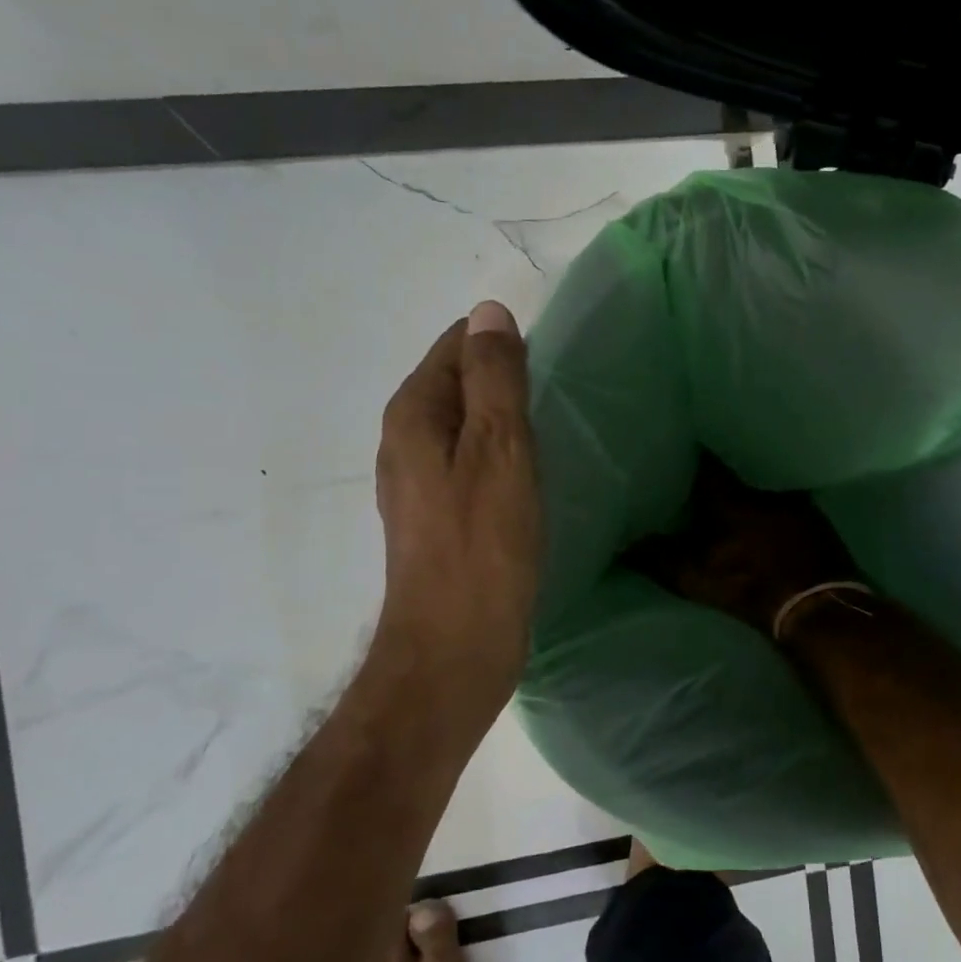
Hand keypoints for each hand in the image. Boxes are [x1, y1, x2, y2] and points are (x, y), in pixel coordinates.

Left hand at [374, 302, 540, 698]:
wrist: (455, 648)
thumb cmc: (482, 546)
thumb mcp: (498, 449)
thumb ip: (494, 378)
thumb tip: (489, 312)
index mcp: (413, 414)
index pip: (456, 345)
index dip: (502, 347)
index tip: (547, 370)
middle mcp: (405, 441)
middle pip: (459, 384)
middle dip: (505, 383)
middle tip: (555, 403)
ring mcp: (418, 483)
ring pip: (466, 426)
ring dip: (505, 422)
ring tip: (549, 436)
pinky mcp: (438, 518)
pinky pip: (471, 463)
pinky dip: (500, 458)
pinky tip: (528, 479)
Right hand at [625, 453, 859, 638]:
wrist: (818, 608)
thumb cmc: (752, 587)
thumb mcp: (697, 577)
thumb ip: (658, 559)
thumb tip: (623, 546)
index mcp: (733, 497)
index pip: (706, 464)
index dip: (688, 456)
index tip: (674, 448)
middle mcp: (765, 489)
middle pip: (737, 473)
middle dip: (719, 476)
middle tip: (698, 475)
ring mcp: (795, 503)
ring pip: (763, 488)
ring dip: (747, 492)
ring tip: (730, 496)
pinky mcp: (816, 521)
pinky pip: (785, 504)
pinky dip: (771, 509)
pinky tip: (764, 519)